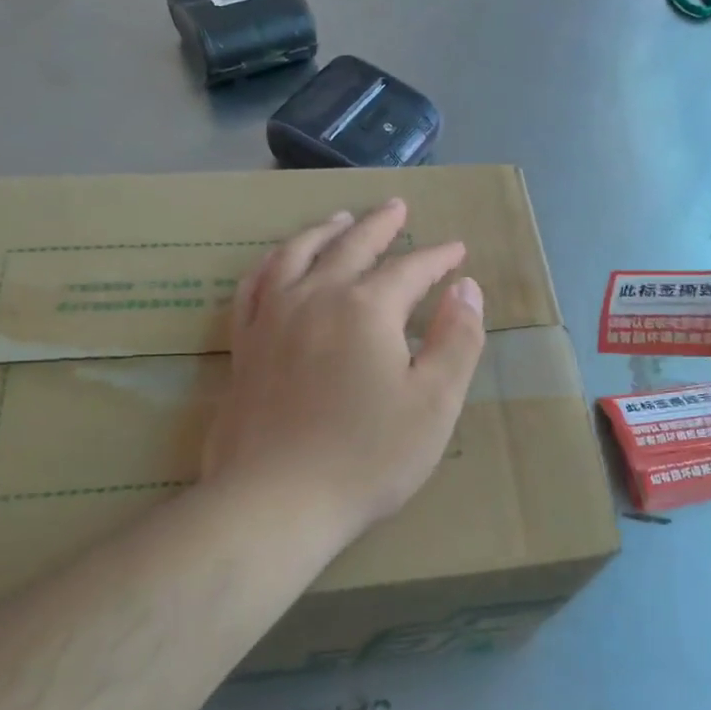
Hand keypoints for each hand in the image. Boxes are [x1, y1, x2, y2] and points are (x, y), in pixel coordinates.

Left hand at [202, 198, 486, 545]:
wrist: (276, 502)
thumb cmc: (367, 456)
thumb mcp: (434, 402)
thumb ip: (456, 339)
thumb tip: (466, 288)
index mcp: (367, 308)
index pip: (411, 269)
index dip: (438, 258)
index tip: (456, 251)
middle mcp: (316, 297)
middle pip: (352, 246)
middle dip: (380, 225)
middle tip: (397, 207)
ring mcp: (273, 318)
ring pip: (298, 254)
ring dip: (324, 231)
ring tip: (341, 218)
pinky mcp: (245, 344)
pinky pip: (254, 286)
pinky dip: (272, 263)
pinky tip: (278, 261)